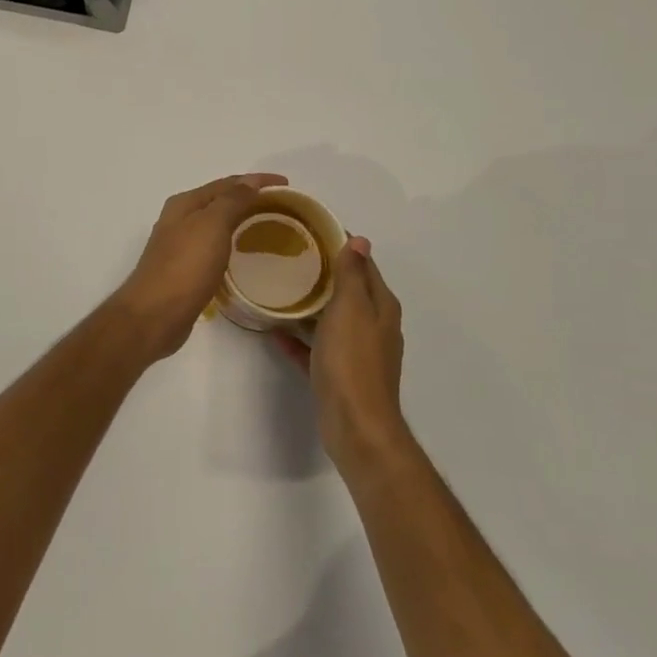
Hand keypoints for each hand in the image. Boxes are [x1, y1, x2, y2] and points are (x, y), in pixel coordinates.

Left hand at [113, 174, 287, 359]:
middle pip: (220, 201)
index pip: (227, 183)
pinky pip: (214, 248)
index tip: (287, 185)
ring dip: (240, 221)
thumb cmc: (185, 267)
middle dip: (249, 198)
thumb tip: (249, 181)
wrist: (154, 316)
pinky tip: (244, 255)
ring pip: (216, 225)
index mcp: (185, 204)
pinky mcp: (184, 271)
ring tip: (268, 227)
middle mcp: (179, 220)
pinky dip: (231, 244)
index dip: (257, 180)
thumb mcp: (211, 225)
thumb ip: (231, 200)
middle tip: (282, 207)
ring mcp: (179, 246)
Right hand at [274, 238, 407, 461]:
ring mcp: (357, 353)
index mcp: (380, 306)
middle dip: (324, 274)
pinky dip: (300, 340)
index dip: (344, 246)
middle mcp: (374, 326)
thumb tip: (361, 240)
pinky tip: (275, 332)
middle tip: (290, 257)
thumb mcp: (351, 308)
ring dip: (310, 306)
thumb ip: (353, 274)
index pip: (365, 265)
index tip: (313, 231)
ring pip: (332, 320)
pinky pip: (317, 349)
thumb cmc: (353, 360)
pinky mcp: (339, 375)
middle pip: (349, 292)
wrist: (356, 425)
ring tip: (279, 289)